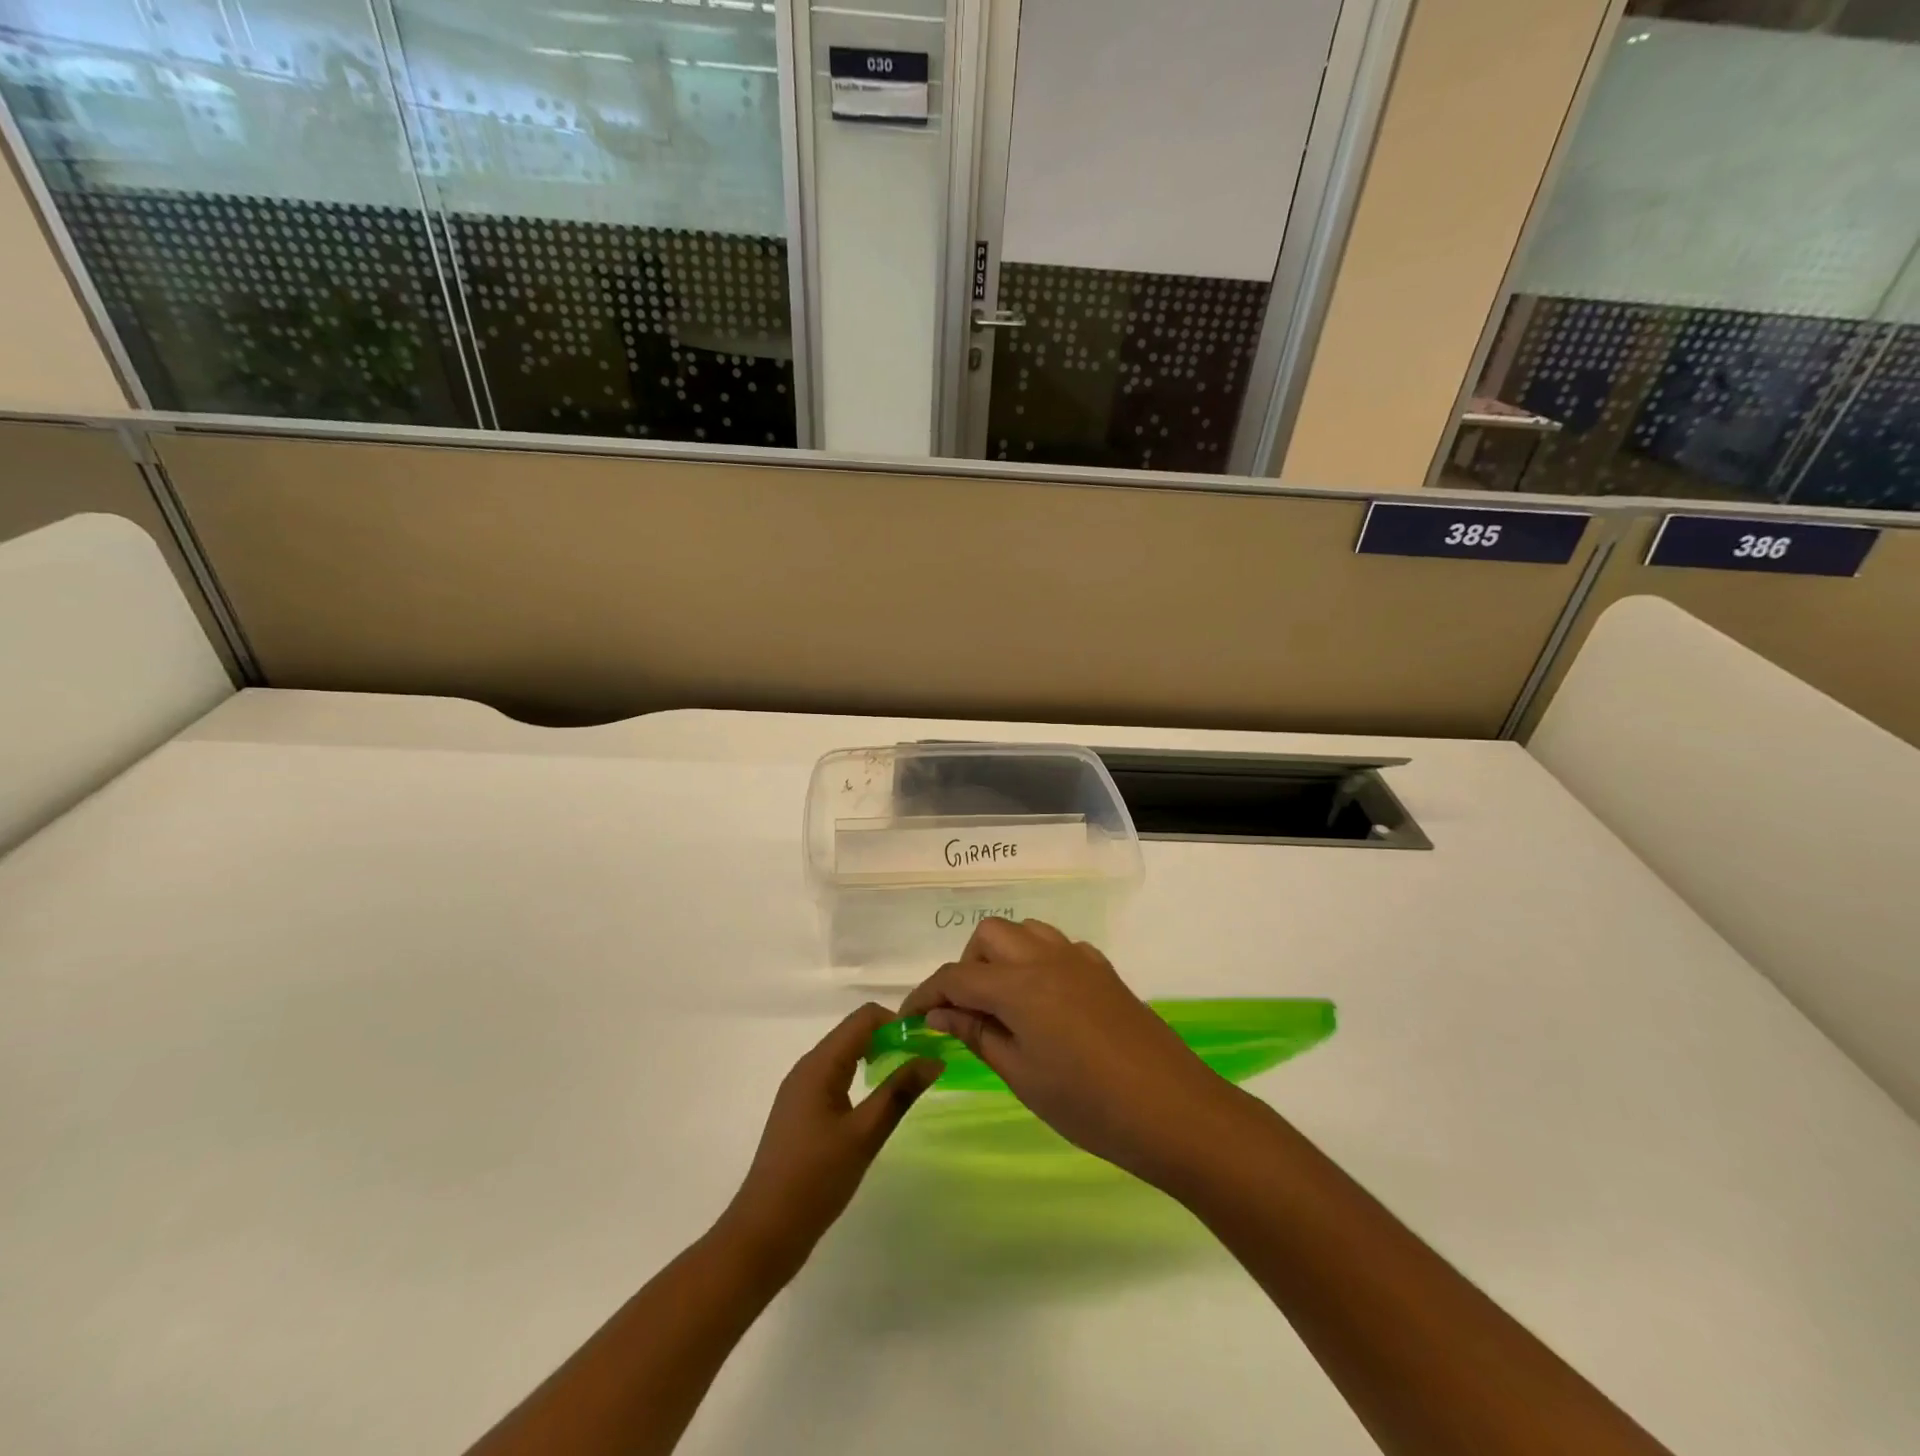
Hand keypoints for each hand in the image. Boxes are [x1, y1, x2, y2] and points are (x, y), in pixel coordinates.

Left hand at [719, 1004, 941, 1281]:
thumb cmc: (815, 1180)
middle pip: (854, 1032)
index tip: (926, 1044)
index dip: (898, 1023)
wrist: (764, 1232)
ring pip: (845, 1054)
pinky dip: (860, 1076)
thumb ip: (899, 1092)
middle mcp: (808, 1067)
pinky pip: (836, 1076)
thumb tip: (934, 1059)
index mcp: (820, 1065)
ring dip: (876, 1057)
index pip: (864, 1017)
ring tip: (906, 1081)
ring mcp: (801, 1089)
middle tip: (923, 1063)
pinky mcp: (801, 1110)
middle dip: (890, 1039)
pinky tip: (875, 1104)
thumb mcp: (864, 1135)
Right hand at [899, 918, 1236, 1186]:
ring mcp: (1079, 959)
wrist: (1173, 1110)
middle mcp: (1046, 957)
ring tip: (1003, 1004)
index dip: (925, 995)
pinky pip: (1056, 945)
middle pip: (988, 936)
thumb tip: (939, 1013)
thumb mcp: (1022, 1076)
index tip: (909, 1019)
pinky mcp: (1103, 969)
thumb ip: (978, 1034)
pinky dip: (1036, 960)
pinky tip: (1045, 1002)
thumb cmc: (1089, 1105)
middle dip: (967, 967)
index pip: (956, 976)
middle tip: (966, 1013)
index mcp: (1020, 985)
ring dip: (1002, 956)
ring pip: (1024, 931)